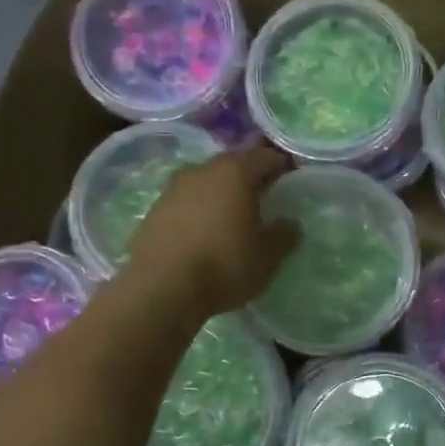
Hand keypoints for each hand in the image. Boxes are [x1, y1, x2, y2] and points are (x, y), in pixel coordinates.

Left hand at [124, 147, 299, 317]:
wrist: (160, 289)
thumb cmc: (224, 265)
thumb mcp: (268, 256)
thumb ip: (284, 234)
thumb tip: (289, 223)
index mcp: (236, 172)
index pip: (265, 157)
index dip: (281, 167)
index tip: (290, 183)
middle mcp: (203, 170)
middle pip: (233, 165)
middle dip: (250, 178)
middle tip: (264, 199)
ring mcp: (174, 188)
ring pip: (207, 182)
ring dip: (221, 194)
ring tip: (233, 218)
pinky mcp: (154, 210)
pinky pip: (186, 202)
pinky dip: (199, 210)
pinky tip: (204, 233)